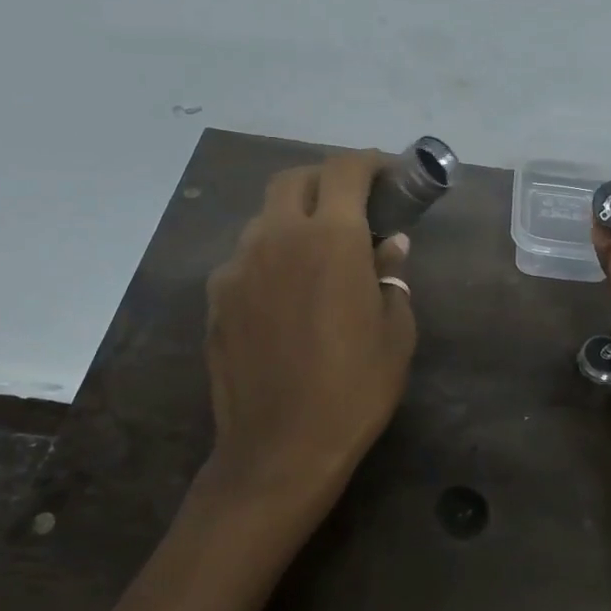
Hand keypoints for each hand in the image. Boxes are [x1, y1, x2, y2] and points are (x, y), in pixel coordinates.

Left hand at [200, 151, 416, 529]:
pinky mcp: (216, 298)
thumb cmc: (355, 389)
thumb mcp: (395, 332)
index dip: (369, 162)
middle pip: (294, 179)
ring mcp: (238, 267)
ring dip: (294, 219)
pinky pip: (245, 258)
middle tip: (352, 206)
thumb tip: (390, 245)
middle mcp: (277, 238)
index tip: (388, 174)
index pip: (345, 169)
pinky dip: (270, 257)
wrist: (280, 448)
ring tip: (317, 253)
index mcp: (330, 239)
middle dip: (326, 180)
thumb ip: (392, 277)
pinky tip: (285, 294)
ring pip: (265, 218)